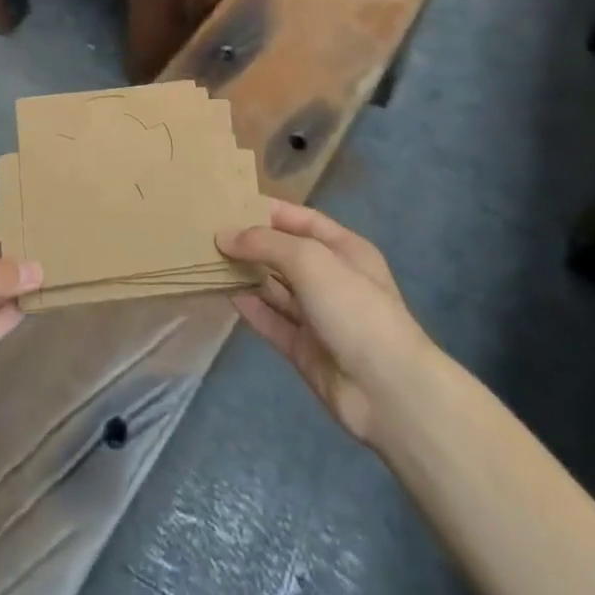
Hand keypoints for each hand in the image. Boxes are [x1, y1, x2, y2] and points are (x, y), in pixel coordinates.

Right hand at [218, 203, 430, 444]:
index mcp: (344, 249)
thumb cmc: (353, 307)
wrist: (386, 389)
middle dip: (252, 244)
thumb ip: (265, 243)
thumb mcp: (310, 259)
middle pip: (285, 254)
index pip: (302, 219)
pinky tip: (226, 295)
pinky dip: (251, 308)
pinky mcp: (305, 349)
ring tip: (208, 260)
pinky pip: (273, 321)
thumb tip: (224, 236)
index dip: (268, 212)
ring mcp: (319, 316)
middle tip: (209, 233)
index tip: (230, 205)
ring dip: (247, 275)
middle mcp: (332, 278)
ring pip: (276, 288)